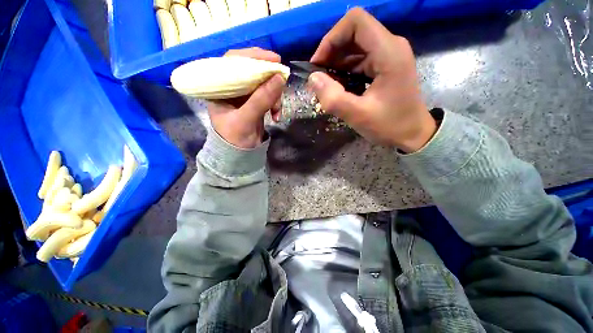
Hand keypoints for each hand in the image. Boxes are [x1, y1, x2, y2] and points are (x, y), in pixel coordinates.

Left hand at [207, 48, 285, 148]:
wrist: (240, 156)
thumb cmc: (235, 139)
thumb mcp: (246, 119)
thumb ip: (261, 99)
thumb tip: (280, 78)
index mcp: (220, 88)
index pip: (233, 62)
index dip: (253, 56)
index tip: (273, 58)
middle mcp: (232, 88)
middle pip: (251, 71)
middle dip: (268, 76)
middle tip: (283, 77)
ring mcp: (245, 96)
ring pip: (263, 84)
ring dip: (274, 95)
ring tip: (276, 110)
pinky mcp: (256, 104)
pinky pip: (269, 96)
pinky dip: (275, 103)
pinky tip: (277, 116)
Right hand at [309, 8, 435, 152]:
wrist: (413, 134)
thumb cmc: (390, 126)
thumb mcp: (359, 115)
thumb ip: (334, 98)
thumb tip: (312, 78)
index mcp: (388, 52)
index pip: (355, 22)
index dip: (332, 38)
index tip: (319, 64)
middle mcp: (390, 46)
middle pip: (353, 33)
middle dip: (331, 53)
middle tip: (320, 79)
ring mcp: (388, 56)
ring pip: (355, 47)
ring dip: (337, 64)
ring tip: (328, 86)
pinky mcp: (385, 66)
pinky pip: (359, 61)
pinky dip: (345, 71)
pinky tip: (340, 88)